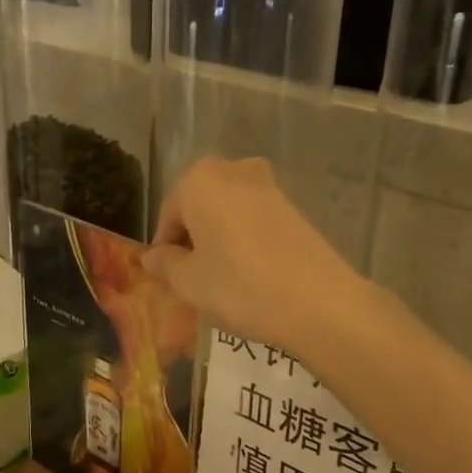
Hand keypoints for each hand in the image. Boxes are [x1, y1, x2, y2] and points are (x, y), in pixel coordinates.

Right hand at [142, 156, 369, 356]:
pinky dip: (244, 240)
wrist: (319, 302)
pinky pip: (254, 220)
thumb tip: (152, 257)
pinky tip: (249, 273)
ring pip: (227, 212)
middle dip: (192, 239)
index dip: (164, 248)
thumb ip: (165, 264)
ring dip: (218, 239)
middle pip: (199, 207)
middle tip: (192, 277)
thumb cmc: (240, 287)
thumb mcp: (189, 282)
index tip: (168, 277)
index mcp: (199, 180)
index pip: (168, 214)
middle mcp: (233, 171)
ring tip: (221, 278)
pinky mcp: (294, 206)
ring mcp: (269, 186)